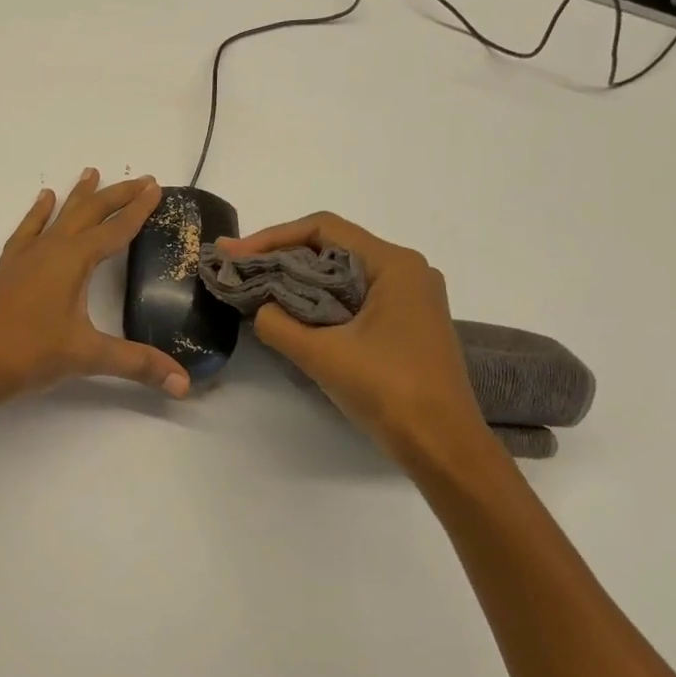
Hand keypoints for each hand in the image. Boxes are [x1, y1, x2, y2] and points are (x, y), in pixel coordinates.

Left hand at [0, 169, 190, 405]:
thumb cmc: (27, 353)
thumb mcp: (86, 356)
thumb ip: (136, 364)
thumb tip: (183, 384)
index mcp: (72, 260)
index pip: (115, 229)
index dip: (138, 210)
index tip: (156, 187)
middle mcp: (50, 250)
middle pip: (88, 213)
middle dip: (116, 195)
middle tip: (140, 178)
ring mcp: (26, 258)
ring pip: (58, 216)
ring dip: (77, 196)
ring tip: (89, 172)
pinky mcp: (9, 270)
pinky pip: (28, 231)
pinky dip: (38, 214)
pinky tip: (42, 202)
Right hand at [214, 213, 488, 468]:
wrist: (442, 446)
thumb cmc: (388, 391)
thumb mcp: (322, 355)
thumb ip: (278, 324)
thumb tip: (260, 309)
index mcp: (393, 265)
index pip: (323, 230)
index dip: (272, 238)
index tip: (233, 254)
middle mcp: (406, 271)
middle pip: (332, 247)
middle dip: (282, 257)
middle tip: (238, 270)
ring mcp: (409, 298)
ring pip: (342, 274)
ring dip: (299, 280)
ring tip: (257, 289)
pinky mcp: (405, 324)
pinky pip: (354, 297)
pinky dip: (320, 300)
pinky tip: (292, 314)